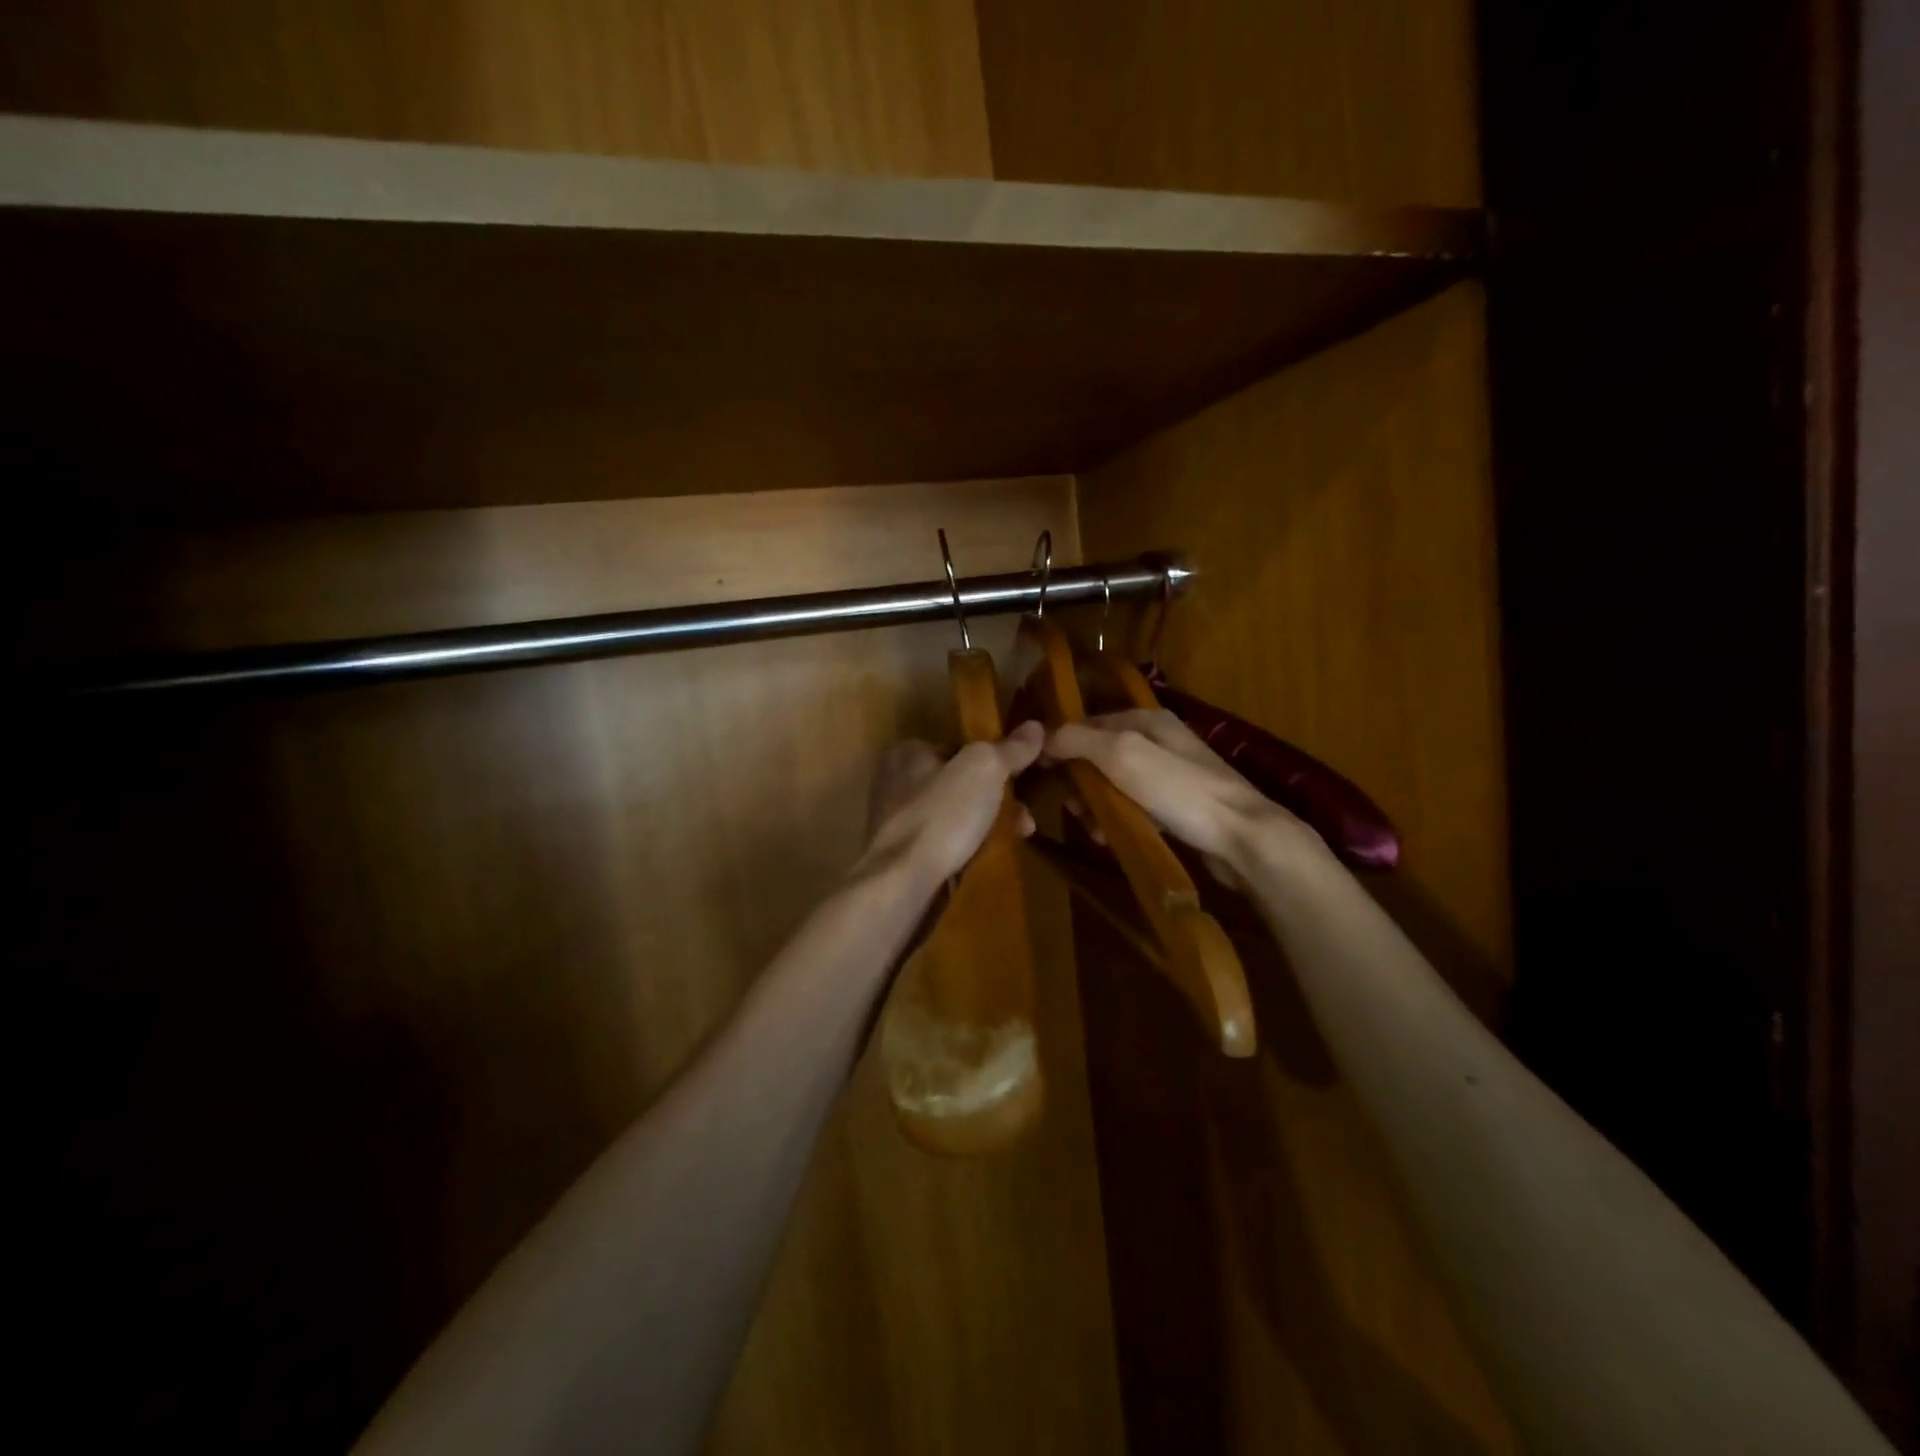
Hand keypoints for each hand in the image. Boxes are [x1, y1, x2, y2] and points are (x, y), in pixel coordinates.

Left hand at [856, 721, 1043, 890]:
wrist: (903, 882)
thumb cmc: (942, 815)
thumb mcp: (984, 770)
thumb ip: (1010, 748)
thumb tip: (1035, 727)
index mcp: (908, 751)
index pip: (961, 746)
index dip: (995, 758)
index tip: (1023, 775)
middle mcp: (896, 781)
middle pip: (960, 781)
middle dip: (998, 796)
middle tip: (1026, 816)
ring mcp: (897, 820)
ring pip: (956, 813)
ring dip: (989, 823)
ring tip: (1019, 836)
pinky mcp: (903, 854)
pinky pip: (945, 841)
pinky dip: (969, 845)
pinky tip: (989, 855)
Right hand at [1044, 709, 1324, 881]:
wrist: (1243, 837)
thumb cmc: (1179, 790)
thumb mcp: (1123, 755)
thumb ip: (1079, 740)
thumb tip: (1042, 736)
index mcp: (1145, 719)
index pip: (1086, 723)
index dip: (1060, 745)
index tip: (1040, 774)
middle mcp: (1157, 739)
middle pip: (1099, 755)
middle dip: (1080, 782)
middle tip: (1073, 809)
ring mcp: (1170, 773)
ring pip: (1115, 784)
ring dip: (1098, 805)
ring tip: (1094, 831)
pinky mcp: (1178, 805)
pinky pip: (1135, 806)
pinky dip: (1120, 819)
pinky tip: (1114, 838)